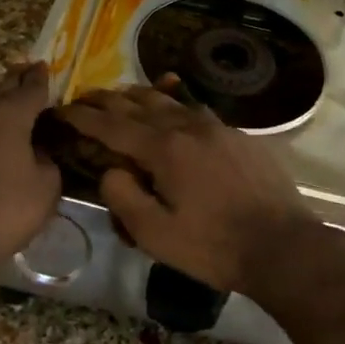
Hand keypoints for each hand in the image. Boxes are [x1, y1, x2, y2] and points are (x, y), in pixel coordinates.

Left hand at [0, 62, 62, 280]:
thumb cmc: (0, 211)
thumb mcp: (45, 190)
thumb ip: (48, 163)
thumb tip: (38, 153)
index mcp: (8, 115)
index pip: (30, 87)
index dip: (41, 77)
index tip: (45, 66)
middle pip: (0, 88)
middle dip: (15, 80)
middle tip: (26, 73)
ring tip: (6, 105)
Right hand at [58, 79, 319, 298]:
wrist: (282, 246)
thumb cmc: (213, 247)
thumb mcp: (155, 234)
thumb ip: (123, 196)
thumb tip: (110, 170)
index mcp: (164, 148)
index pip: (112, 126)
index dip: (82, 118)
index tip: (61, 111)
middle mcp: (188, 127)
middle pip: (138, 104)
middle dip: (106, 101)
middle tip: (84, 99)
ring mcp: (217, 127)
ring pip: (169, 100)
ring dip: (139, 96)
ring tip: (120, 96)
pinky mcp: (239, 136)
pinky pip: (196, 110)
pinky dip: (173, 104)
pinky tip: (173, 108)